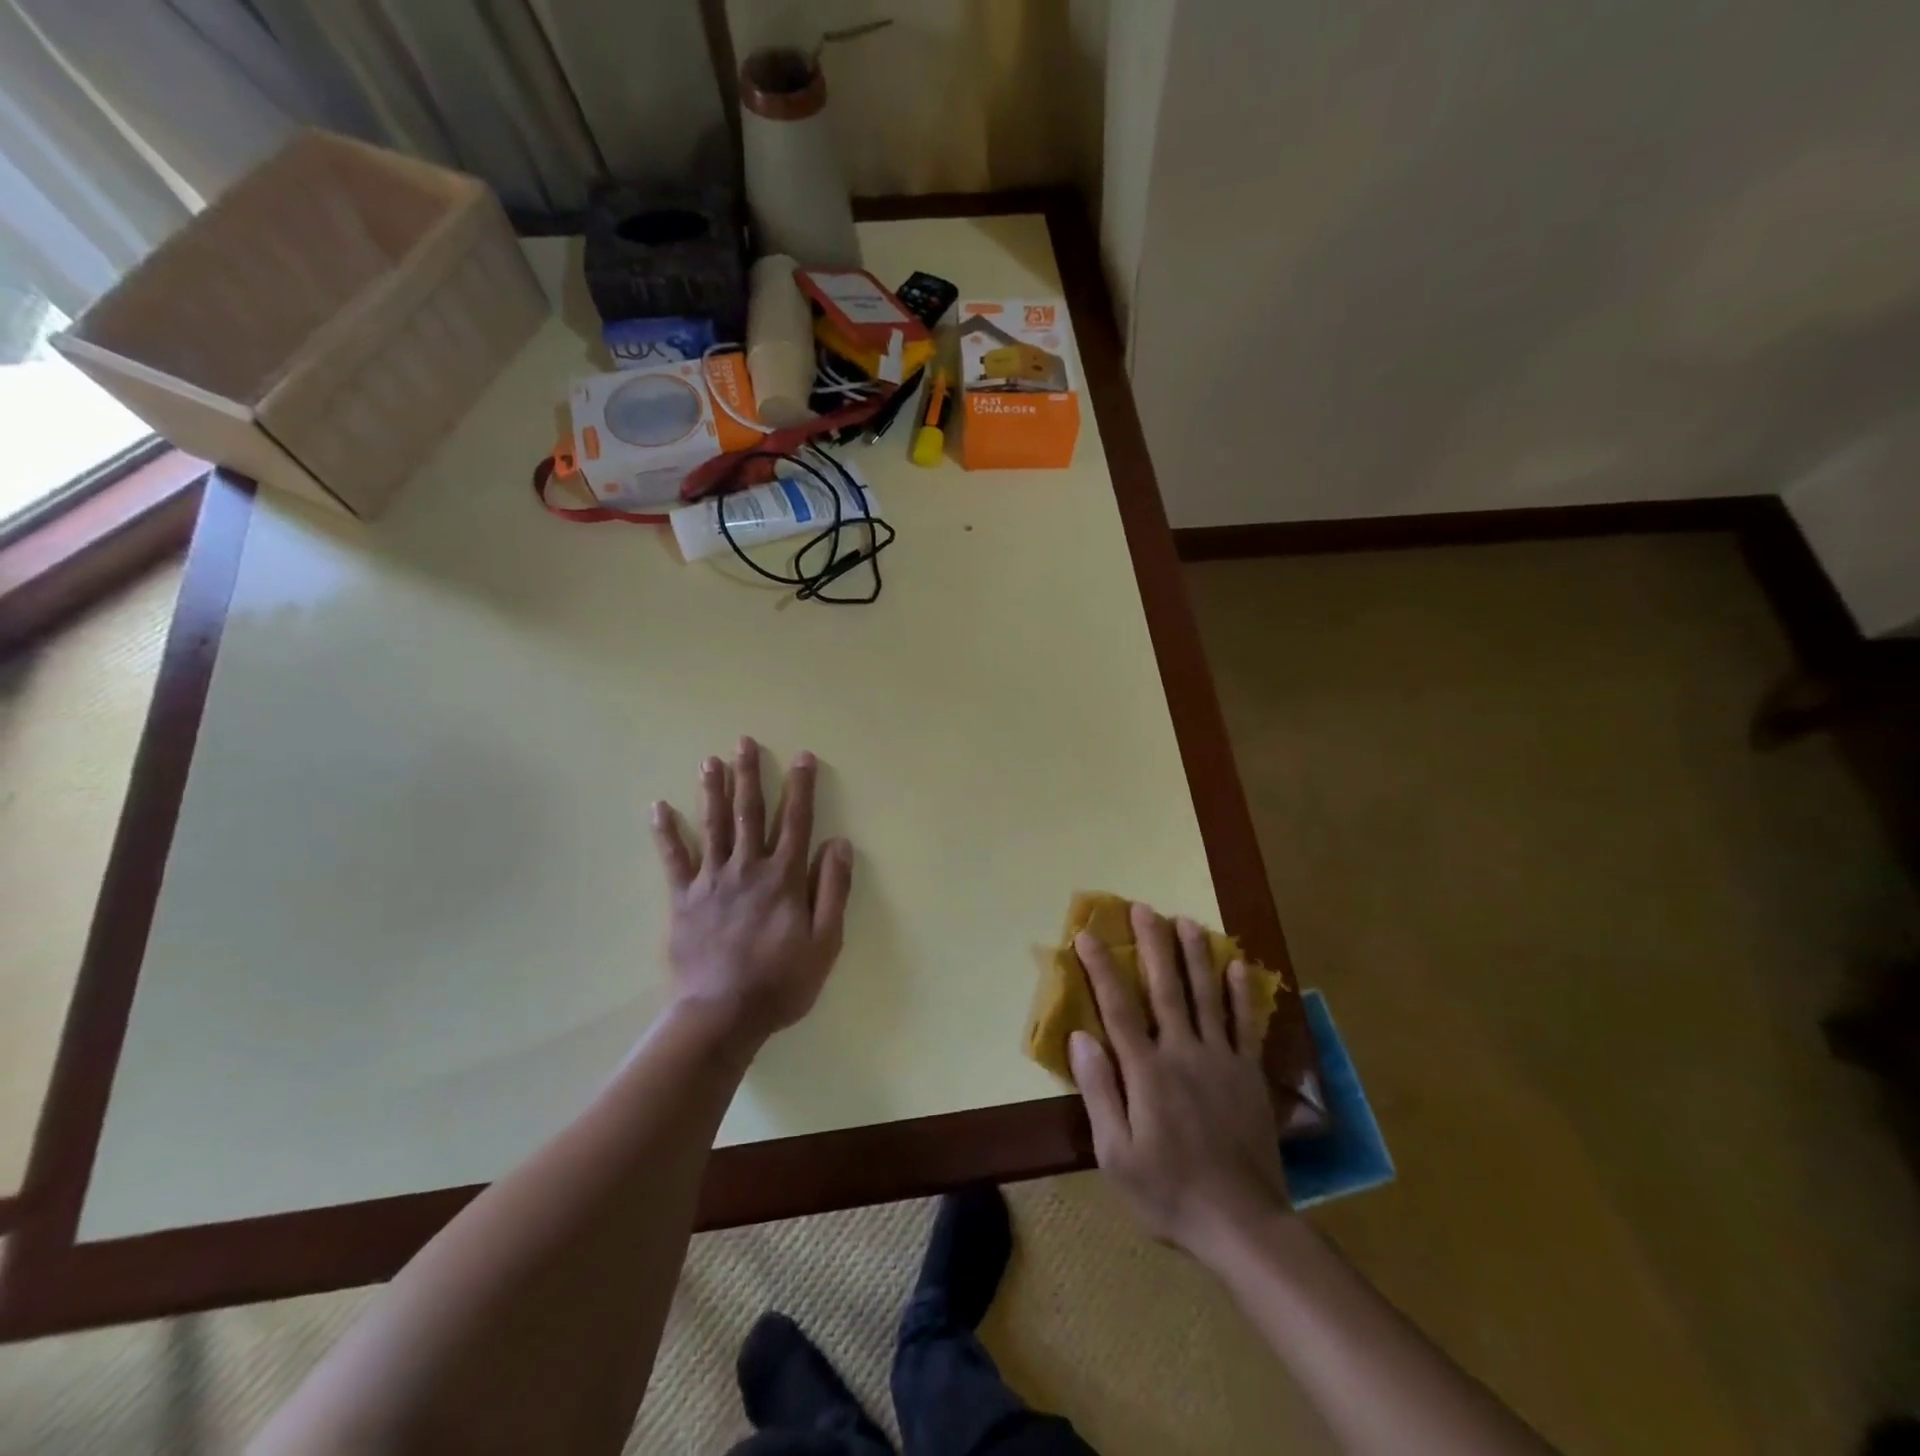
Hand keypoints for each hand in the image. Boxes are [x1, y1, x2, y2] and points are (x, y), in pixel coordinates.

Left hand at [651, 737, 852, 1042]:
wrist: (722, 1015)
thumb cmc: (781, 982)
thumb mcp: (825, 942)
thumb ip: (833, 890)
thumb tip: (839, 843)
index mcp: (784, 878)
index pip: (796, 821)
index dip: (801, 787)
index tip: (803, 757)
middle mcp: (748, 869)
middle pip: (750, 813)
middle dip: (750, 775)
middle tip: (745, 741)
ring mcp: (712, 881)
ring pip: (713, 826)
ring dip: (712, 790)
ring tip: (710, 760)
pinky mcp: (684, 899)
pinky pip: (674, 859)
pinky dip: (666, 833)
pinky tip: (658, 807)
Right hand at [1069, 902, 1289, 1261]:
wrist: (1242, 1223)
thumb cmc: (1168, 1191)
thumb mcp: (1116, 1154)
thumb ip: (1099, 1092)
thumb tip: (1080, 1038)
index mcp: (1146, 1072)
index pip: (1117, 1007)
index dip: (1101, 968)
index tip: (1087, 934)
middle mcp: (1183, 1053)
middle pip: (1165, 988)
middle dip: (1152, 944)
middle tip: (1144, 908)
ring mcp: (1221, 1059)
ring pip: (1206, 995)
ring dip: (1195, 955)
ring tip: (1187, 920)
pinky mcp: (1248, 1073)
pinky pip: (1245, 1024)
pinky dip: (1242, 993)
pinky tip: (1239, 965)